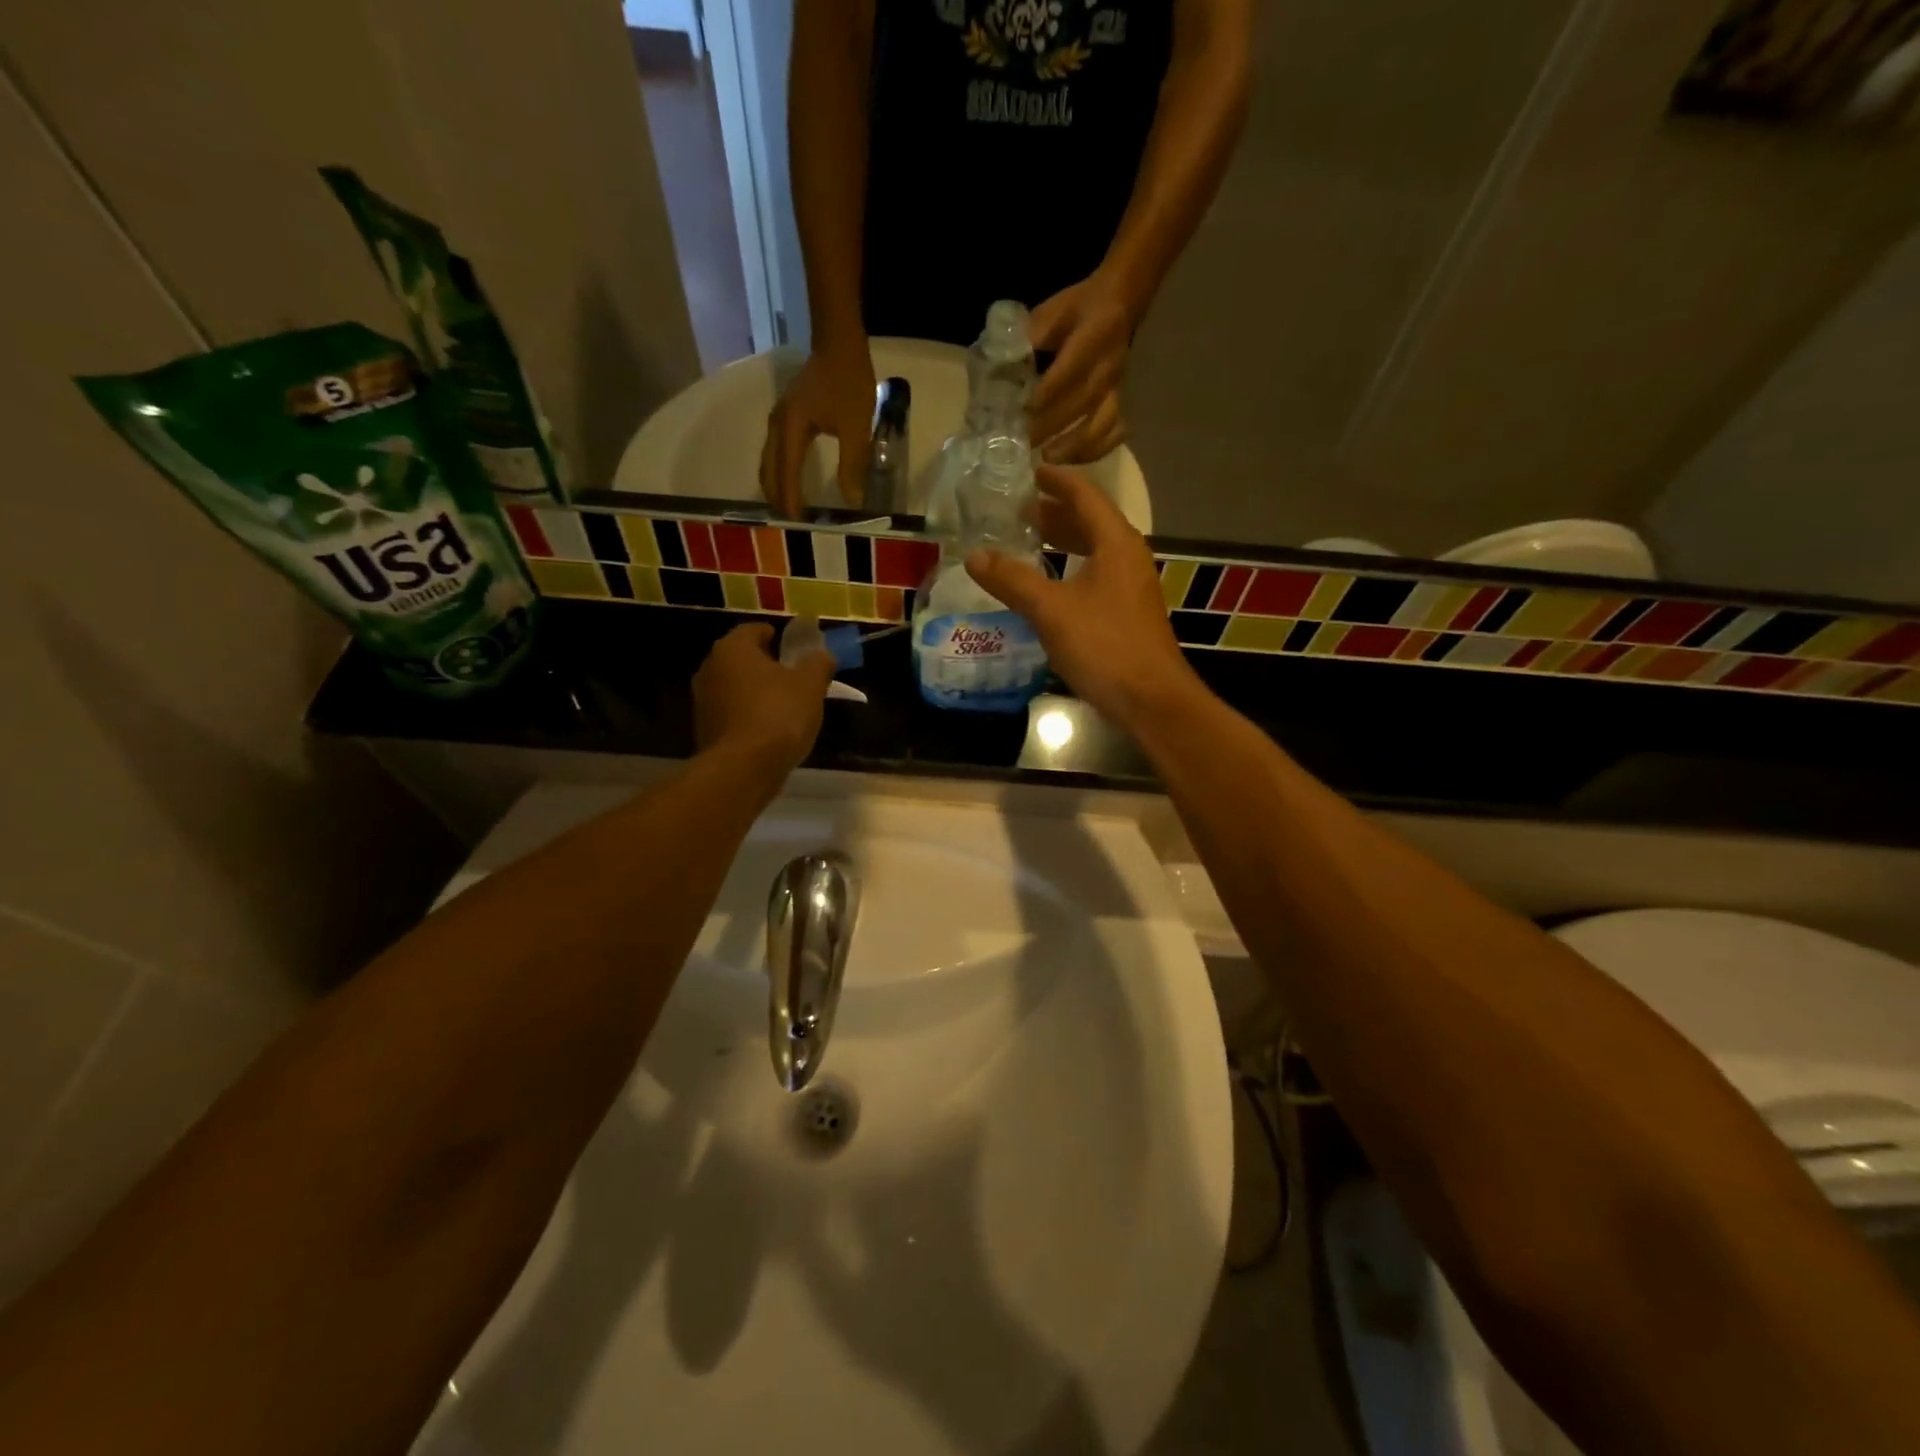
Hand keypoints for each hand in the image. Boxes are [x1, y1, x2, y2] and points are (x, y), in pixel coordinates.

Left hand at [693, 623, 835, 770]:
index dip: (774, 635)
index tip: (789, 645)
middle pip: (740, 659)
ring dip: (754, 691)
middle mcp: (710, 669)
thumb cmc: (778, 714)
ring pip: (734, 687)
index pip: (752, 630)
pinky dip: (747, 715)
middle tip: (790, 674)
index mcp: (733, 649)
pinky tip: (768, 729)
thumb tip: (822, 655)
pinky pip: (731, 713)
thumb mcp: (811, 685)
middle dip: (763, 664)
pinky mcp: (704, 730)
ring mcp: (702, 701)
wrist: (744, 768)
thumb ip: (818, 664)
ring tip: (782, 704)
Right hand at [760, 344, 875, 517]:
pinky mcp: (785, 417)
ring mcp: (778, 420)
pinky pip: (775, 453)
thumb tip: (852, 500)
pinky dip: (779, 472)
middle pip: (769, 470)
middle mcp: (777, 426)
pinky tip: (790, 482)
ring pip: (768, 462)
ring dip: (776, 486)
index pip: (786, 472)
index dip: (790, 499)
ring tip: (788, 508)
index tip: (796, 522)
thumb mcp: (856, 427)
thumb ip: (853, 465)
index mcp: (791, 429)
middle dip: (777, 497)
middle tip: (789, 523)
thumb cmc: (849, 382)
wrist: (839, 343)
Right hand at [965, 465, 1198, 727]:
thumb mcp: (1051, 610)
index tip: (1028, 471)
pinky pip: (1096, 576)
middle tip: (1017, 510)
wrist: (1151, 700)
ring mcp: (1132, 587)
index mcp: (1116, 543)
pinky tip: (1048, 586)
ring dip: (1063, 541)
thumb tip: (974, 555)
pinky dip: (1070, 569)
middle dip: (1055, 512)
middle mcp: (1129, 557)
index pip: (1085, 495)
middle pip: (1091, 521)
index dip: (1056, 480)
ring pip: (1094, 551)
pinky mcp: (1128, 614)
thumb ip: (1013, 580)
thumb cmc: (1104, 646)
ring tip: (1028, 541)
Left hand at [1028, 273, 1133, 452]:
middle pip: (1083, 401)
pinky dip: (1096, 449)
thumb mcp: (1052, 310)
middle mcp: (1109, 364)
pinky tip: (1074, 459)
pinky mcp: (1121, 400)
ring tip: (1049, 458)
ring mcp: (1118, 386)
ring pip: (1102, 422)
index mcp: (1095, 333)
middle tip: (1026, 442)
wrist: (1121, 301)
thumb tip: (1001, 362)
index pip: (1072, 366)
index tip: (1027, 409)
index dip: (1050, 390)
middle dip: (1053, 424)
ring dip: (1076, 444)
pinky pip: (1115, 431)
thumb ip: (1030, 334)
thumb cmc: (1078, 308)